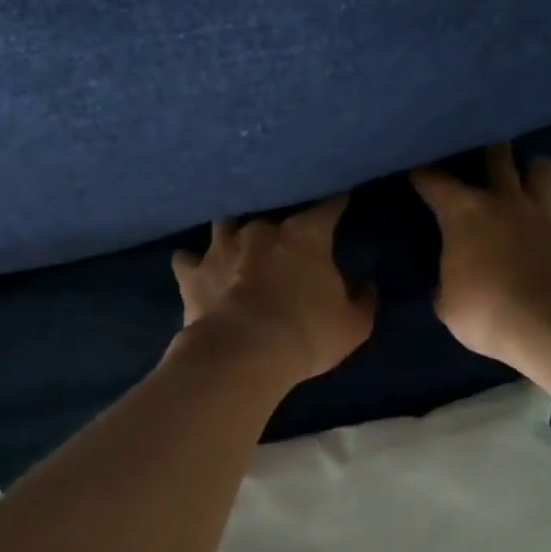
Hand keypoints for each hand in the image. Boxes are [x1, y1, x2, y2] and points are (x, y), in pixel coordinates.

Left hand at [171, 195, 375, 384]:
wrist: (243, 354)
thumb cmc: (306, 334)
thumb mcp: (352, 325)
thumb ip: (362, 300)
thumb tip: (364, 285)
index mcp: (304, 235)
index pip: (326, 207)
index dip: (335, 202)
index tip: (341, 197)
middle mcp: (261, 230)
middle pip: (271, 211)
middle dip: (279, 220)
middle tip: (284, 234)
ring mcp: (221, 247)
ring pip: (225, 223)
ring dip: (233, 232)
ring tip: (236, 242)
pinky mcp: (193, 273)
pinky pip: (187, 258)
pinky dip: (193, 263)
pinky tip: (196, 268)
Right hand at [412, 145, 550, 366]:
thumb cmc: (486, 311)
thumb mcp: (448, 304)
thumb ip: (448, 283)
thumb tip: (451, 281)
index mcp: (465, 214)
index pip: (435, 182)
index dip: (423, 174)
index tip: (415, 169)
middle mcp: (506, 203)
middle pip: (499, 157)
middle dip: (489, 152)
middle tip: (483, 155)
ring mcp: (544, 217)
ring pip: (544, 171)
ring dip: (534, 173)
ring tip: (527, 183)